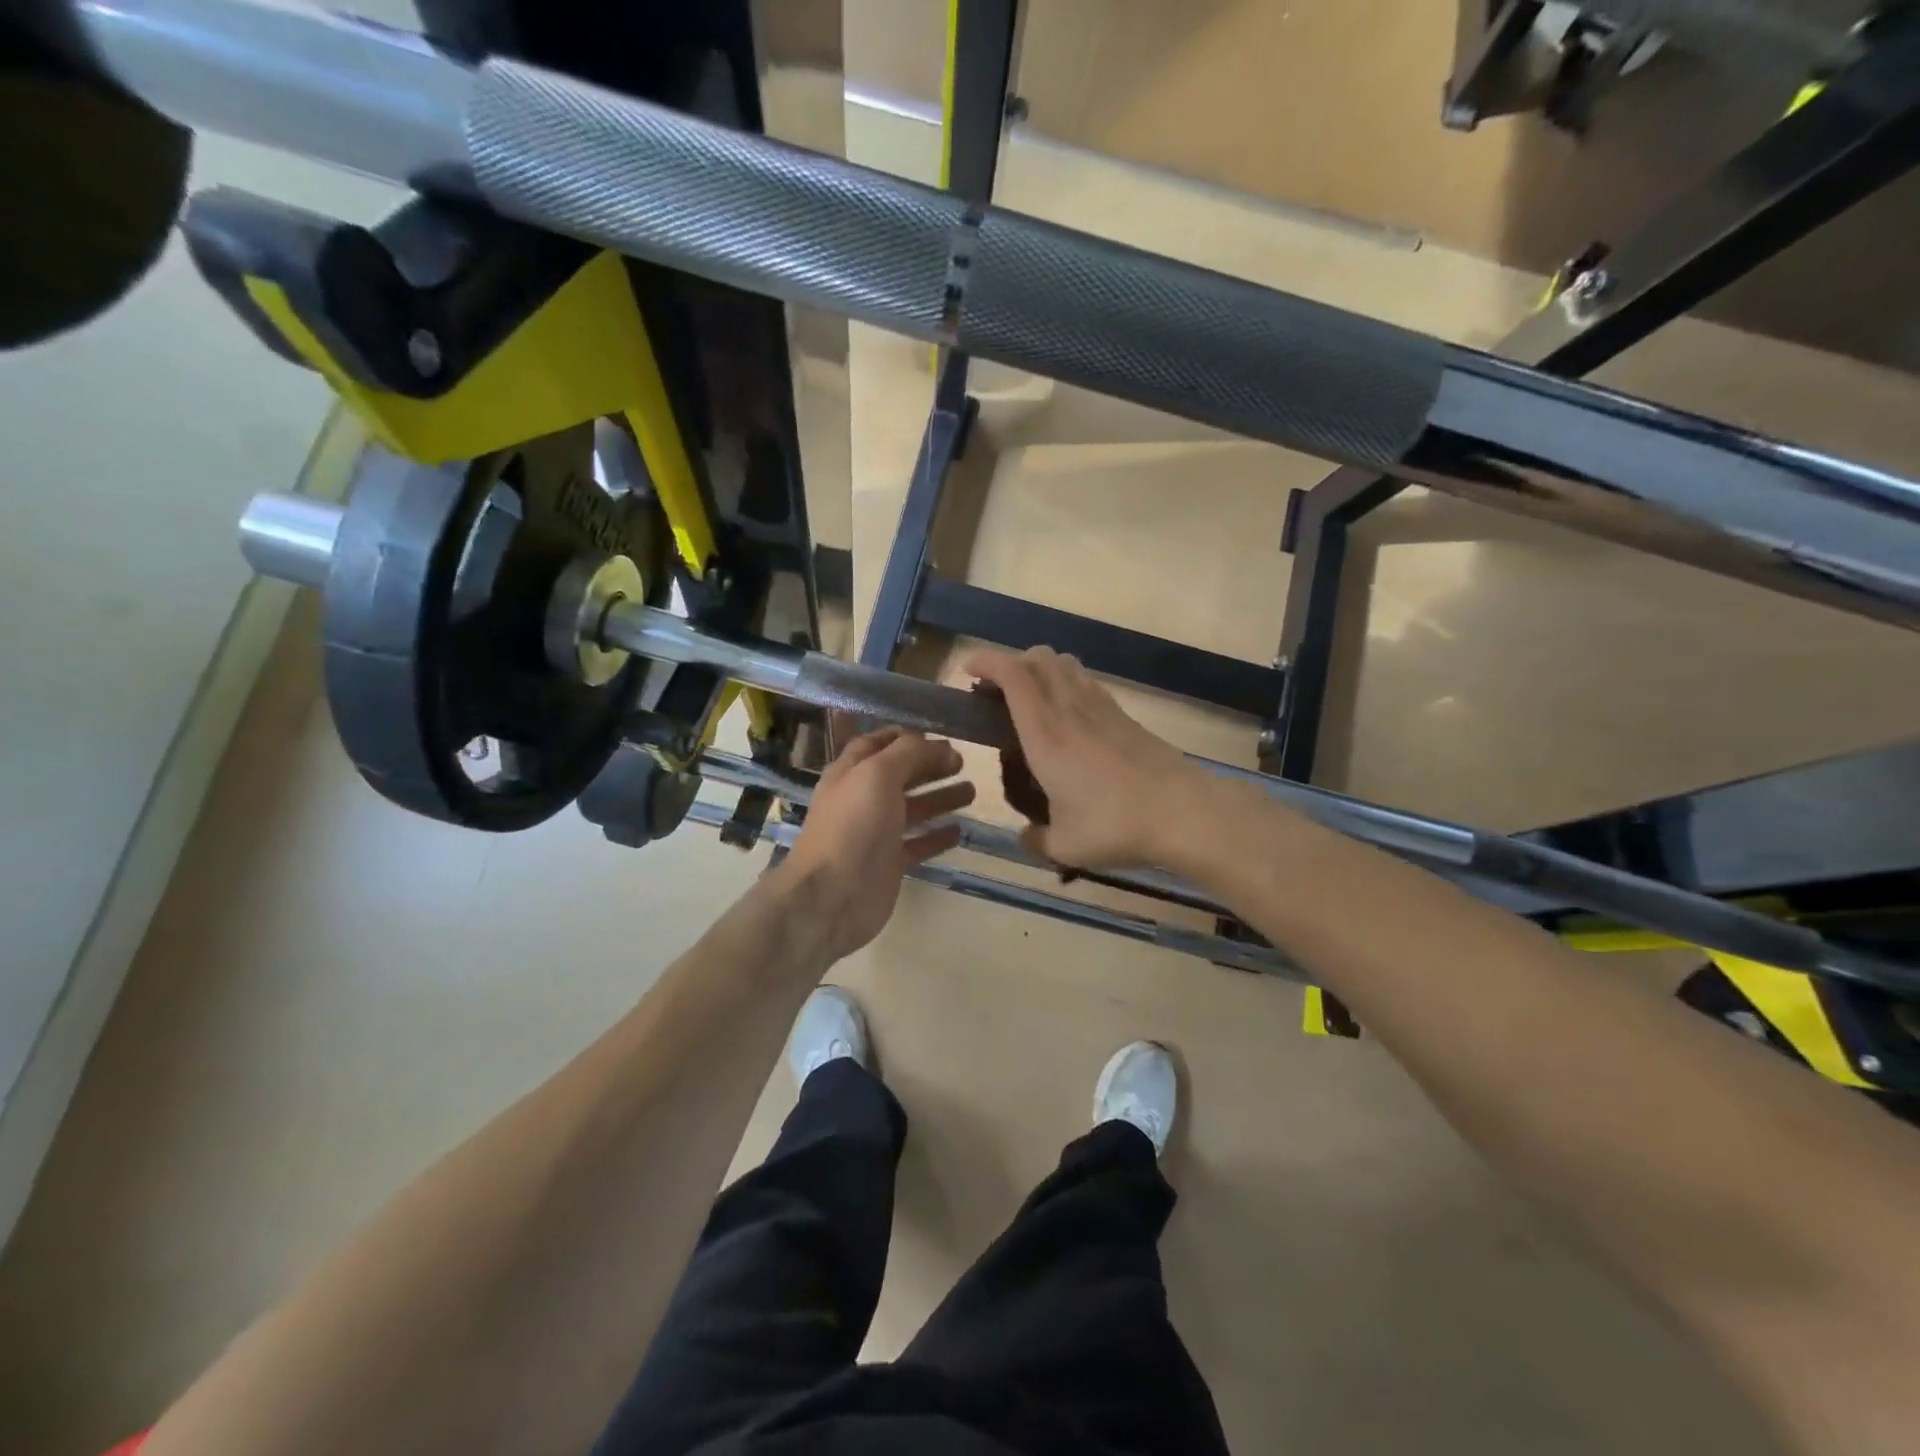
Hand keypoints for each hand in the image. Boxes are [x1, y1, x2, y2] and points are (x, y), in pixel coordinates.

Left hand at [782, 726, 973, 960]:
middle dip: (929, 765)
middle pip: (899, 775)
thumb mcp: (878, 774)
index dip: (905, 737)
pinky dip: (937, 836)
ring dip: (940, 797)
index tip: (938, 735)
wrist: (832, 896)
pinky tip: (960, 830)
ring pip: (912, 809)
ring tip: (972, 791)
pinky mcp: (888, 863)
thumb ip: (907, 753)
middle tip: (962, 762)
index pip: (877, 744)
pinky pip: (917, 844)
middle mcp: (862, 799)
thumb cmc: (853, 826)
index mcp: (851, 772)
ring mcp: (875, 833)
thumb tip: (936, 745)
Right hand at [963, 647, 1196, 868]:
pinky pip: (1085, 681)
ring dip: (1039, 669)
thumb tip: (1026, 836)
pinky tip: (1067, 716)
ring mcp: (1099, 707)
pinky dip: (1065, 684)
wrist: (1181, 811)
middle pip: (1037, 657)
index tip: (968, 669)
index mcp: (1045, 734)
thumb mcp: (1065, 846)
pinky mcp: (1122, 714)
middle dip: (1010, 663)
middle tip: (996, 692)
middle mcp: (1069, 709)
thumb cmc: (1115, 825)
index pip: (1012, 676)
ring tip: (1030, 699)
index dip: (986, 661)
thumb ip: (1036, 840)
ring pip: (1063, 663)